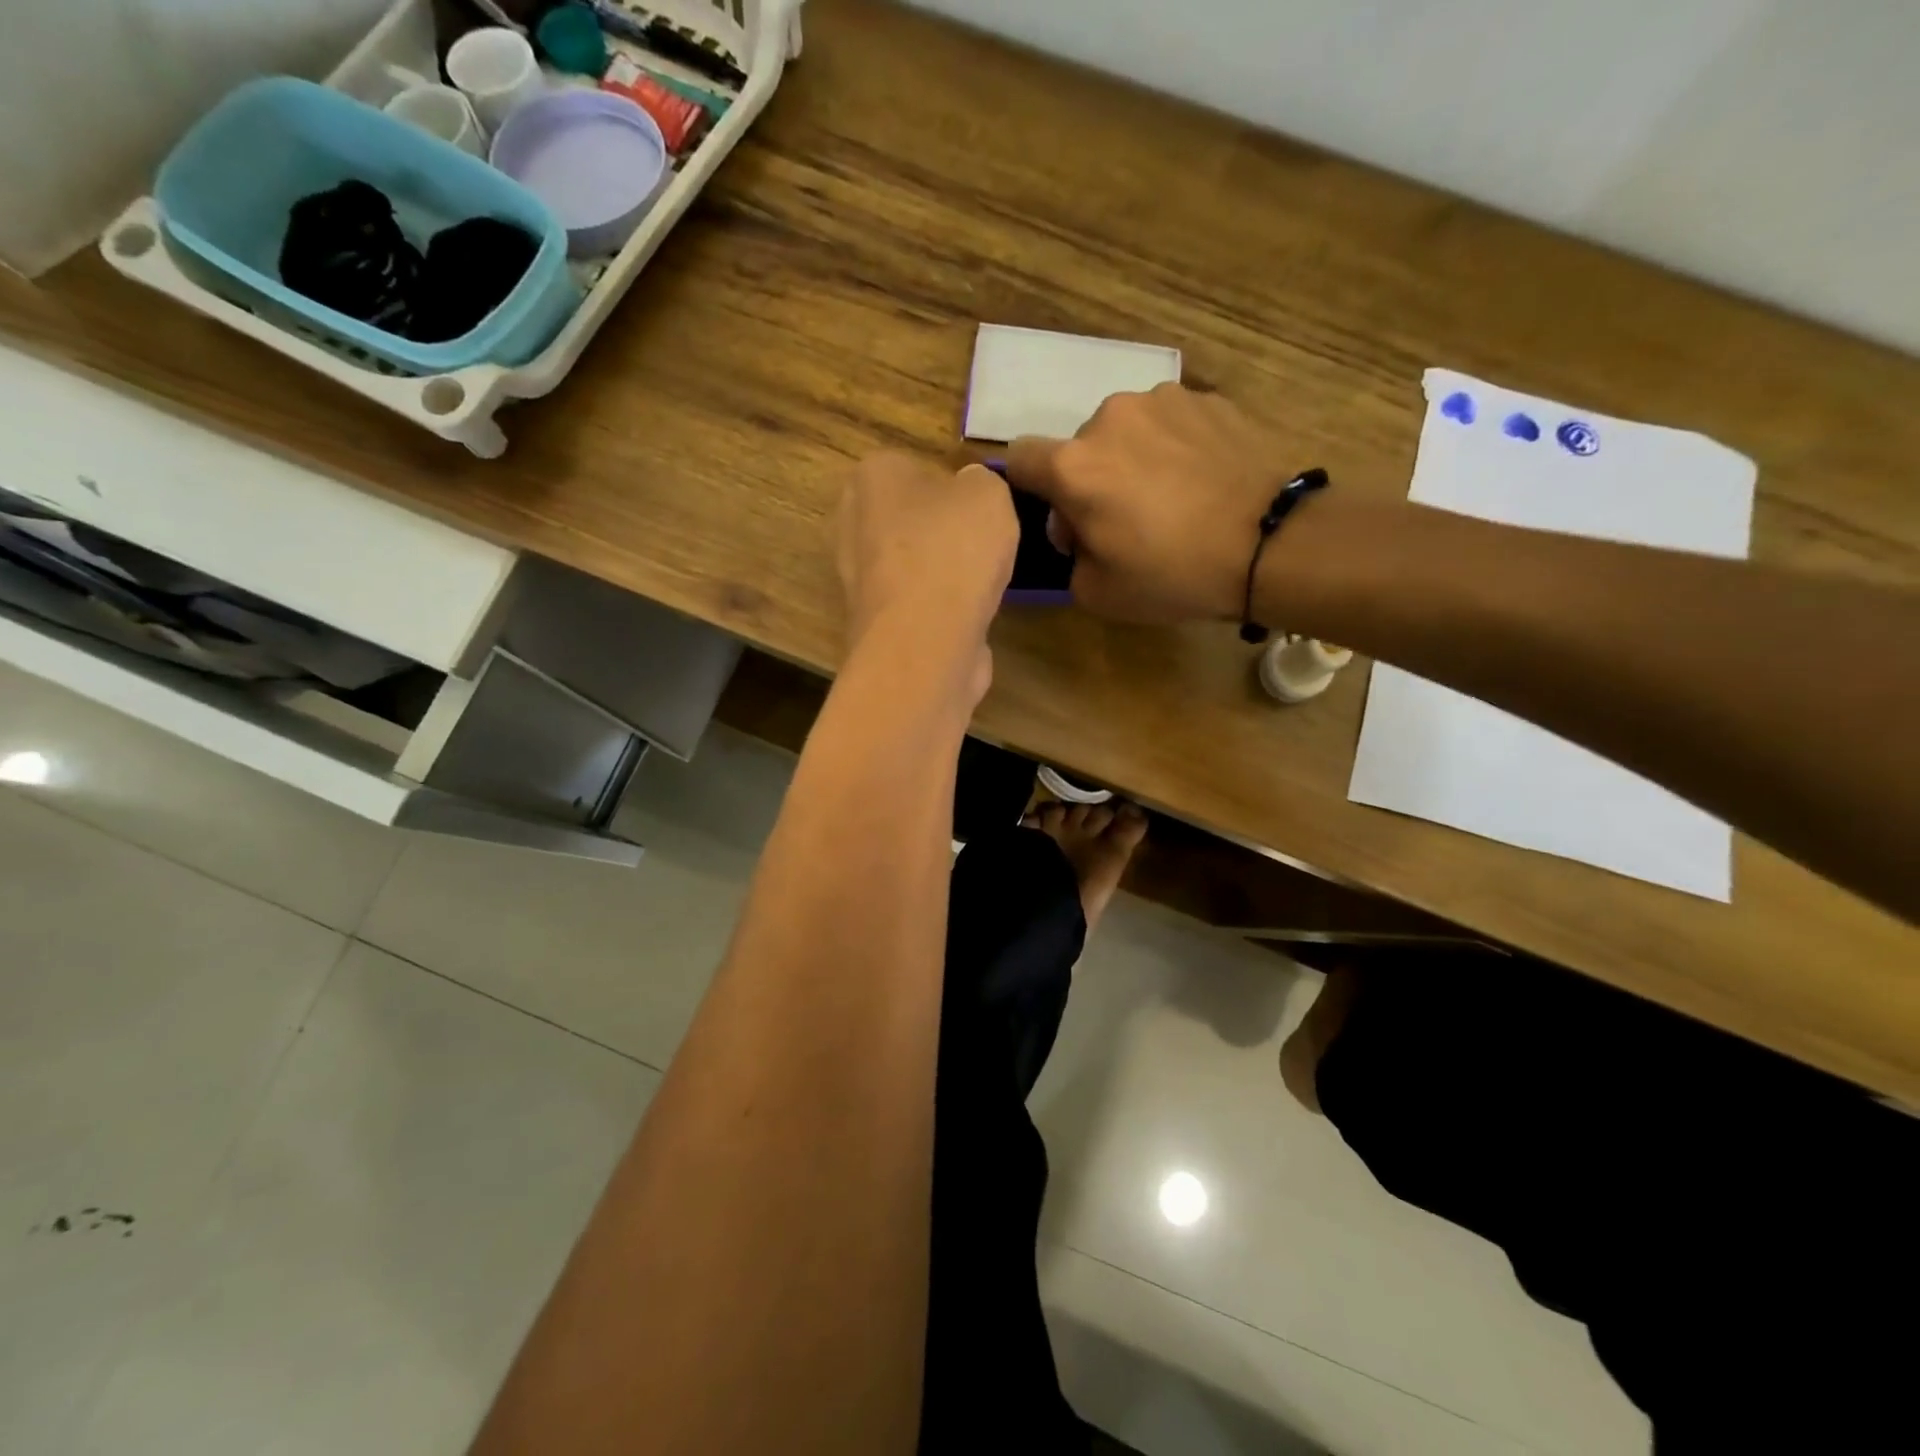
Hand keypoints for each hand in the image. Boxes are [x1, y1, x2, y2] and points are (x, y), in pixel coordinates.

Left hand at [837, 451, 1017, 652]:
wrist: (925, 641)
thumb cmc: (953, 550)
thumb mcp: (989, 493)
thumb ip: (980, 482)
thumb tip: (970, 495)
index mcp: (872, 475)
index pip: (917, 468)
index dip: (955, 489)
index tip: (981, 512)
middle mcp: (852, 522)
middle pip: (910, 519)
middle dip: (943, 533)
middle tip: (983, 547)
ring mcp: (857, 578)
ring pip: (912, 565)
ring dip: (942, 575)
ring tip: (979, 586)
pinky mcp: (871, 622)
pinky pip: (914, 605)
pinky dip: (937, 610)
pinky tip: (964, 617)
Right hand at [1006, 384, 1297, 623]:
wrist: (1270, 543)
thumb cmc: (1173, 574)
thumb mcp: (1097, 593)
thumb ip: (1069, 556)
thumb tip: (1078, 530)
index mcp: (1074, 466)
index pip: (1020, 457)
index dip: (1029, 487)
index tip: (1060, 516)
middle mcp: (1109, 418)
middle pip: (1078, 448)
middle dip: (1089, 481)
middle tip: (1124, 522)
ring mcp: (1162, 400)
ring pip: (1125, 432)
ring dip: (1131, 460)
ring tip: (1170, 498)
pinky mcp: (1207, 399)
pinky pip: (1169, 424)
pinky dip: (1173, 448)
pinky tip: (1201, 482)